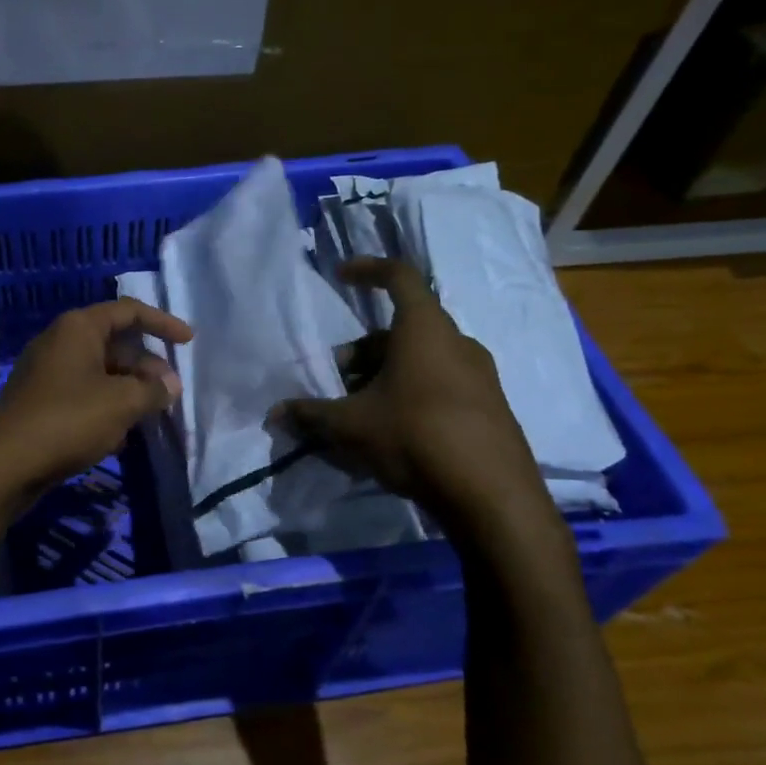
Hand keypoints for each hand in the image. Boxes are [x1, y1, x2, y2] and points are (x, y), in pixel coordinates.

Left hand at [0, 299, 192, 507]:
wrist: (5, 464)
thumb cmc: (68, 420)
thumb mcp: (121, 403)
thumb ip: (153, 390)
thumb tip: (171, 385)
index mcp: (78, 328)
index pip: (128, 311)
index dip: (162, 323)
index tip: (188, 341)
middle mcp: (60, 342)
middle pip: (116, 345)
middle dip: (147, 368)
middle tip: (171, 394)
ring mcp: (47, 373)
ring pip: (101, 373)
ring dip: (129, 392)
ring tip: (151, 417)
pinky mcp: (40, 402)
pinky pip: (83, 395)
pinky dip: (106, 407)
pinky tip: (119, 436)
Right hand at [274, 258, 550, 531]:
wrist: (491, 495)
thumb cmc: (415, 436)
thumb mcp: (351, 425)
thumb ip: (310, 415)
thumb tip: (274, 413)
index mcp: (424, 329)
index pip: (398, 276)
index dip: (367, 269)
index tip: (341, 275)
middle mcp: (456, 342)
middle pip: (401, 330)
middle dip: (362, 350)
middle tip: (336, 379)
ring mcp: (479, 375)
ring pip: (420, 359)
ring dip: (384, 374)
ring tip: (358, 410)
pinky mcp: (488, 407)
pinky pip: (440, 384)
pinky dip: (409, 393)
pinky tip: (389, 430)